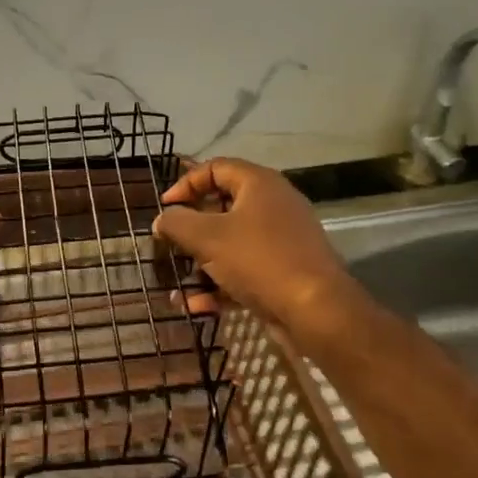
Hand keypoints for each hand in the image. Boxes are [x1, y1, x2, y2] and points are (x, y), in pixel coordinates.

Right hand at [154, 159, 352, 328]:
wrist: (316, 310)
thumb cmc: (258, 260)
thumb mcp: (208, 238)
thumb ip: (177, 224)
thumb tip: (162, 220)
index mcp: (259, 184)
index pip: (216, 168)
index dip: (186, 184)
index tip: (164, 208)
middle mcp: (273, 205)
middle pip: (222, 208)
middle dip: (191, 230)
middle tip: (171, 245)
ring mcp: (281, 240)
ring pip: (231, 244)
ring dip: (201, 264)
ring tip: (178, 285)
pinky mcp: (284, 271)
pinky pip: (244, 271)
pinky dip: (220, 285)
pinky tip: (196, 306)